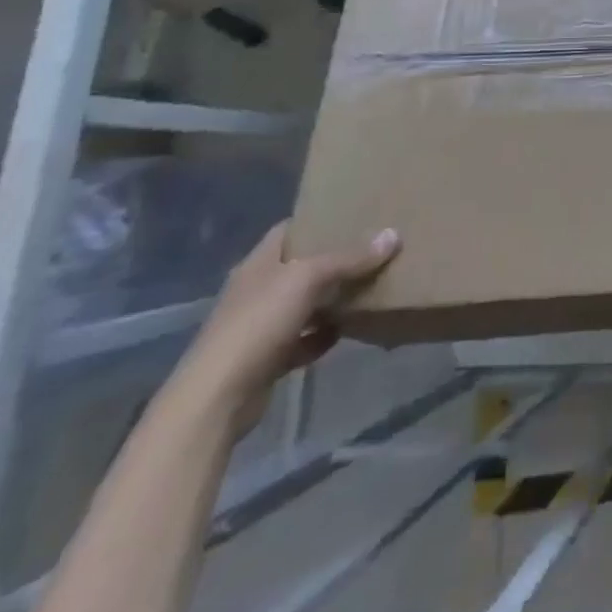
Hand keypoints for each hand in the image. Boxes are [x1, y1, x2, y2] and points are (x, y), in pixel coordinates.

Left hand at [174, 221, 399, 435]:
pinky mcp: (267, 358)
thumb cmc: (258, 323)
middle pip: (300, 266)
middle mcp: (257, 290)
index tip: (354, 213)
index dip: (318, 219)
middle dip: (335, 258)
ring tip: (371, 285)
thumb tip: (393, 235)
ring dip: (333, 298)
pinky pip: (304, 339)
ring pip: (305, 303)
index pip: (288, 230)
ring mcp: (260, 326)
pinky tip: (348, 330)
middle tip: (374, 247)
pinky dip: (324, 335)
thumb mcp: (308, 279)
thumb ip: (350, 258)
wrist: (218, 398)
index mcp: (258, 264)